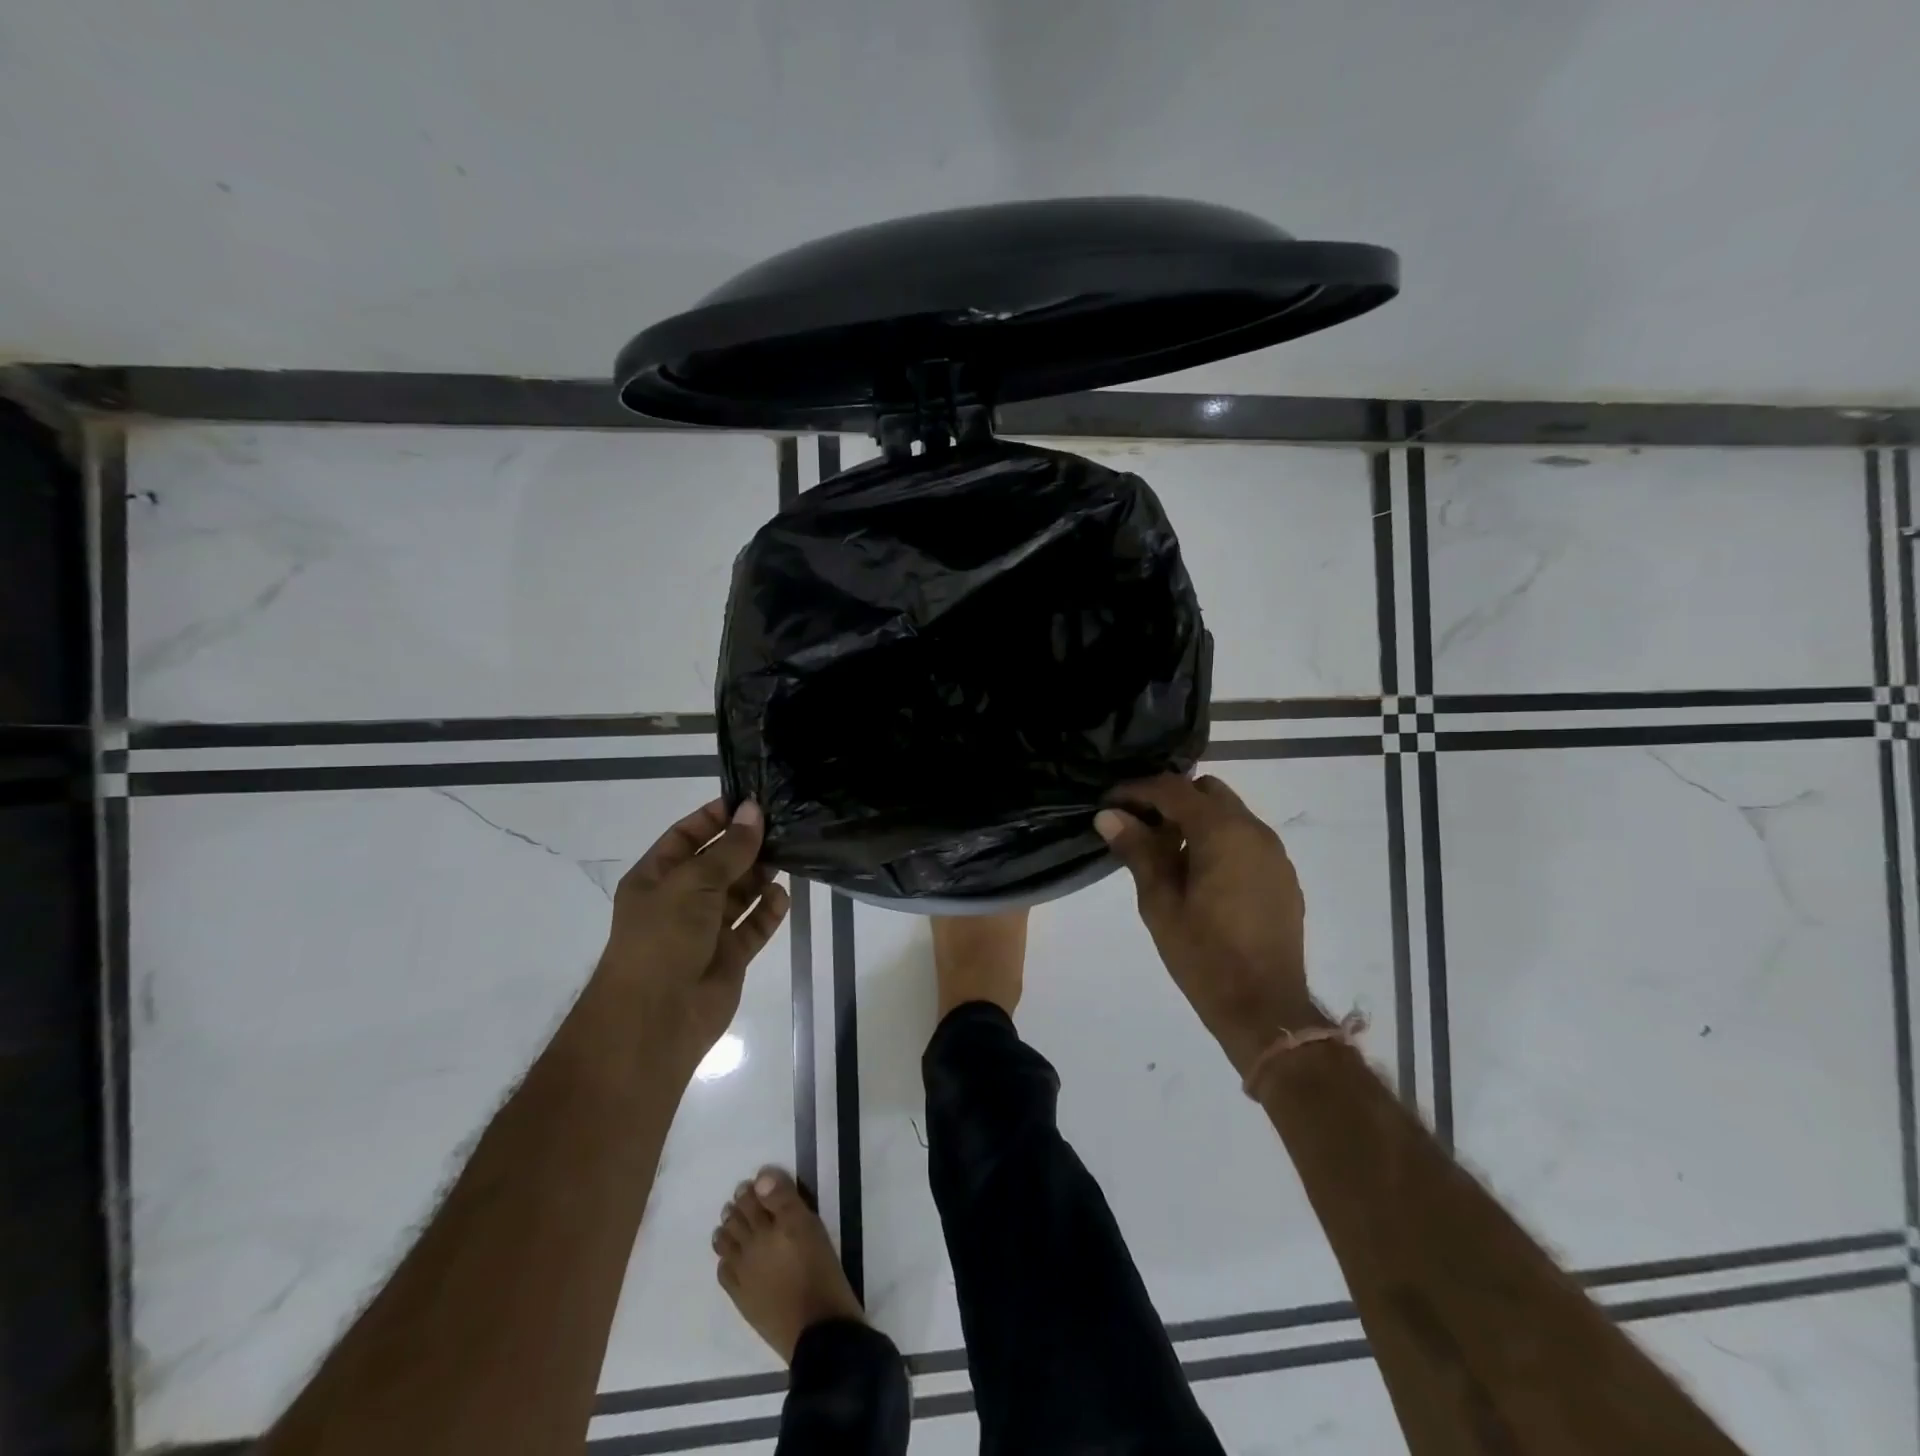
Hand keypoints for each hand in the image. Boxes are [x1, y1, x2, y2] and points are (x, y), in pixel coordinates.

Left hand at [597, 798, 789, 1057]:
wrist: (655, 1019)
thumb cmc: (663, 938)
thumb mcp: (694, 883)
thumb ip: (729, 849)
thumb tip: (753, 811)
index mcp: (656, 878)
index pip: (686, 836)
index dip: (715, 818)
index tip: (751, 802)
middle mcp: (680, 901)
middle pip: (718, 863)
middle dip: (746, 846)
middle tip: (782, 826)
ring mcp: (705, 930)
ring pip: (739, 894)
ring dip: (760, 876)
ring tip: (788, 855)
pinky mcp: (729, 957)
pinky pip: (753, 926)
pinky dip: (768, 912)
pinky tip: (783, 897)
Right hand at [1096, 774, 1319, 1073]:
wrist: (1265, 1008)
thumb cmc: (1204, 955)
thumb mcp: (1159, 902)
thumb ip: (1137, 851)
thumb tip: (1109, 815)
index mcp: (1222, 832)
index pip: (1173, 789)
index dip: (1137, 790)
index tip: (1110, 803)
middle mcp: (1254, 831)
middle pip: (1207, 791)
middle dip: (1171, 800)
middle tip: (1140, 828)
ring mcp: (1274, 853)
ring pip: (1229, 814)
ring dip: (1196, 821)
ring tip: (1166, 855)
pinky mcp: (1282, 876)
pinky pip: (1245, 839)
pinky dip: (1218, 841)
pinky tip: (1199, 876)